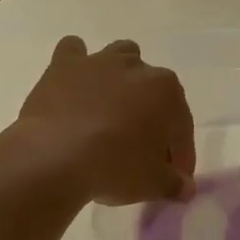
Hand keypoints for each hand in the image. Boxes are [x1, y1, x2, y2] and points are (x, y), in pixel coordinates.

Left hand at [16, 37, 195, 203]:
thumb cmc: (114, 168)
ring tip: (112, 109)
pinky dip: (77, 65)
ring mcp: (99, 62)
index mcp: (167, 91)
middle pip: (153, 90)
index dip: (180, 153)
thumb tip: (185, 187)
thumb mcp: (153, 184)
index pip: (181, 125)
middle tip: (141, 148)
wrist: (54, 158)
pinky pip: (73, 52)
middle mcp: (137, 67)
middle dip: (152, 114)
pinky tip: (75, 85)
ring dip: (122, 78)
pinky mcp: (63, 66)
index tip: (174, 176)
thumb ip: (174, 184)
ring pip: (120, 57)